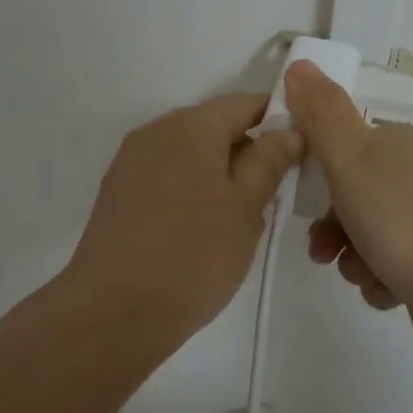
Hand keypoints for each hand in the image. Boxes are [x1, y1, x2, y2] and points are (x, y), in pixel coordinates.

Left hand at [66, 93, 304, 339]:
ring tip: (237, 220)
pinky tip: (199, 230)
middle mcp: (156, 130)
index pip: (244, 103)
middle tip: (272, 196)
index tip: (299, 155)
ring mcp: (131, 160)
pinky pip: (166, 174)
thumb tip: (288, 128)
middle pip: (214, 125)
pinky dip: (190, 189)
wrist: (113, 310)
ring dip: (218, 173)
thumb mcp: (246, 207)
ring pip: (190, 152)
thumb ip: (269, 160)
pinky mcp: (117, 190)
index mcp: (190, 125)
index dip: (277, 120)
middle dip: (247, 151)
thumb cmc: (192, 254)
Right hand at [284, 61, 412, 366]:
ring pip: (366, 232)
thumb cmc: (402, 219)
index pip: (344, 142)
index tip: (302, 193)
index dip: (317, 168)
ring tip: (358, 272)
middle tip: (322, 247)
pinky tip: (385, 288)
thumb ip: (320, 112)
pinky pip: (389, 263)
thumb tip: (299, 63)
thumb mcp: (350, 157)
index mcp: (401, 142)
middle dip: (331, 223)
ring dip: (351, 255)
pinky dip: (379, 277)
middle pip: (352, 191)